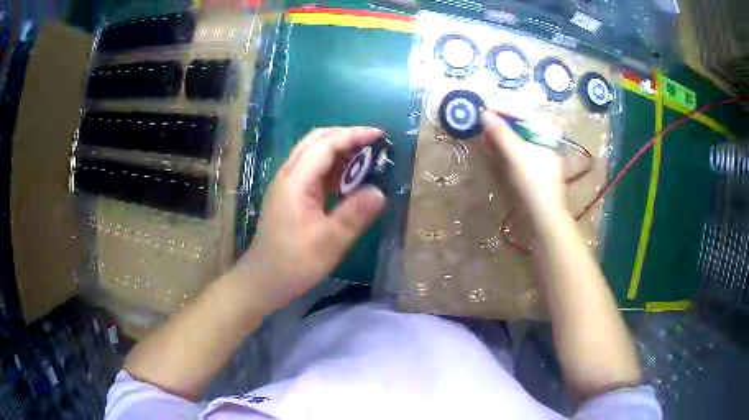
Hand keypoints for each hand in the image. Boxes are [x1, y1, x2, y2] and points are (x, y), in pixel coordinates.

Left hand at [230, 127, 386, 311]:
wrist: (262, 281)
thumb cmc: (293, 263)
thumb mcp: (329, 242)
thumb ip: (355, 215)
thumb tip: (381, 192)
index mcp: (295, 181)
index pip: (325, 144)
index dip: (353, 135)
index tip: (381, 136)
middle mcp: (289, 176)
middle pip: (316, 142)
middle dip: (346, 137)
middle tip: (374, 145)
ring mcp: (288, 186)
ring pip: (314, 155)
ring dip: (340, 152)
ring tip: (367, 160)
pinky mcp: (290, 197)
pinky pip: (314, 172)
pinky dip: (333, 169)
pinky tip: (349, 181)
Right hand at [480, 109, 564, 215]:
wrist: (544, 213)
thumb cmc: (533, 180)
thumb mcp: (516, 153)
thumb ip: (500, 131)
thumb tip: (483, 113)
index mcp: (546, 129)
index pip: (522, 110)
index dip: (501, 108)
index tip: (481, 109)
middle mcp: (546, 135)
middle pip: (520, 121)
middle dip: (500, 121)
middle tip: (481, 123)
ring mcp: (542, 149)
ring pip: (519, 134)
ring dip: (501, 133)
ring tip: (485, 135)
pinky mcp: (536, 162)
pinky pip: (520, 146)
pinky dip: (507, 145)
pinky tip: (495, 147)